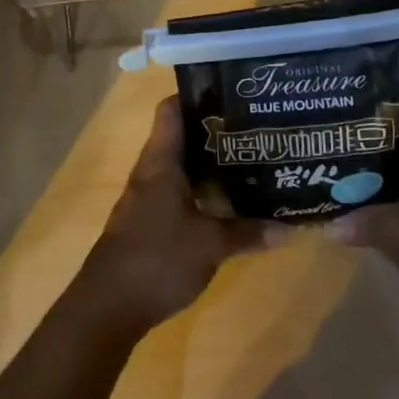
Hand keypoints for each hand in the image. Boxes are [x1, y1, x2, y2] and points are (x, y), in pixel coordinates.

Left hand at [79, 96, 262, 332]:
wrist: (108, 306)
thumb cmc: (157, 259)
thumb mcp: (210, 246)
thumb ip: (248, 232)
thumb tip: (290, 227)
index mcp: (160, 161)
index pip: (172, 109)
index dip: (198, 95)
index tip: (232, 93)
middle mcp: (151, 170)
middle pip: (182, 136)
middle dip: (215, 131)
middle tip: (254, 129)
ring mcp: (146, 196)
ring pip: (181, 165)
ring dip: (209, 163)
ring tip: (249, 159)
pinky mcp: (148, 220)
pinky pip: (177, 191)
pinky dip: (201, 189)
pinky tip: (227, 200)